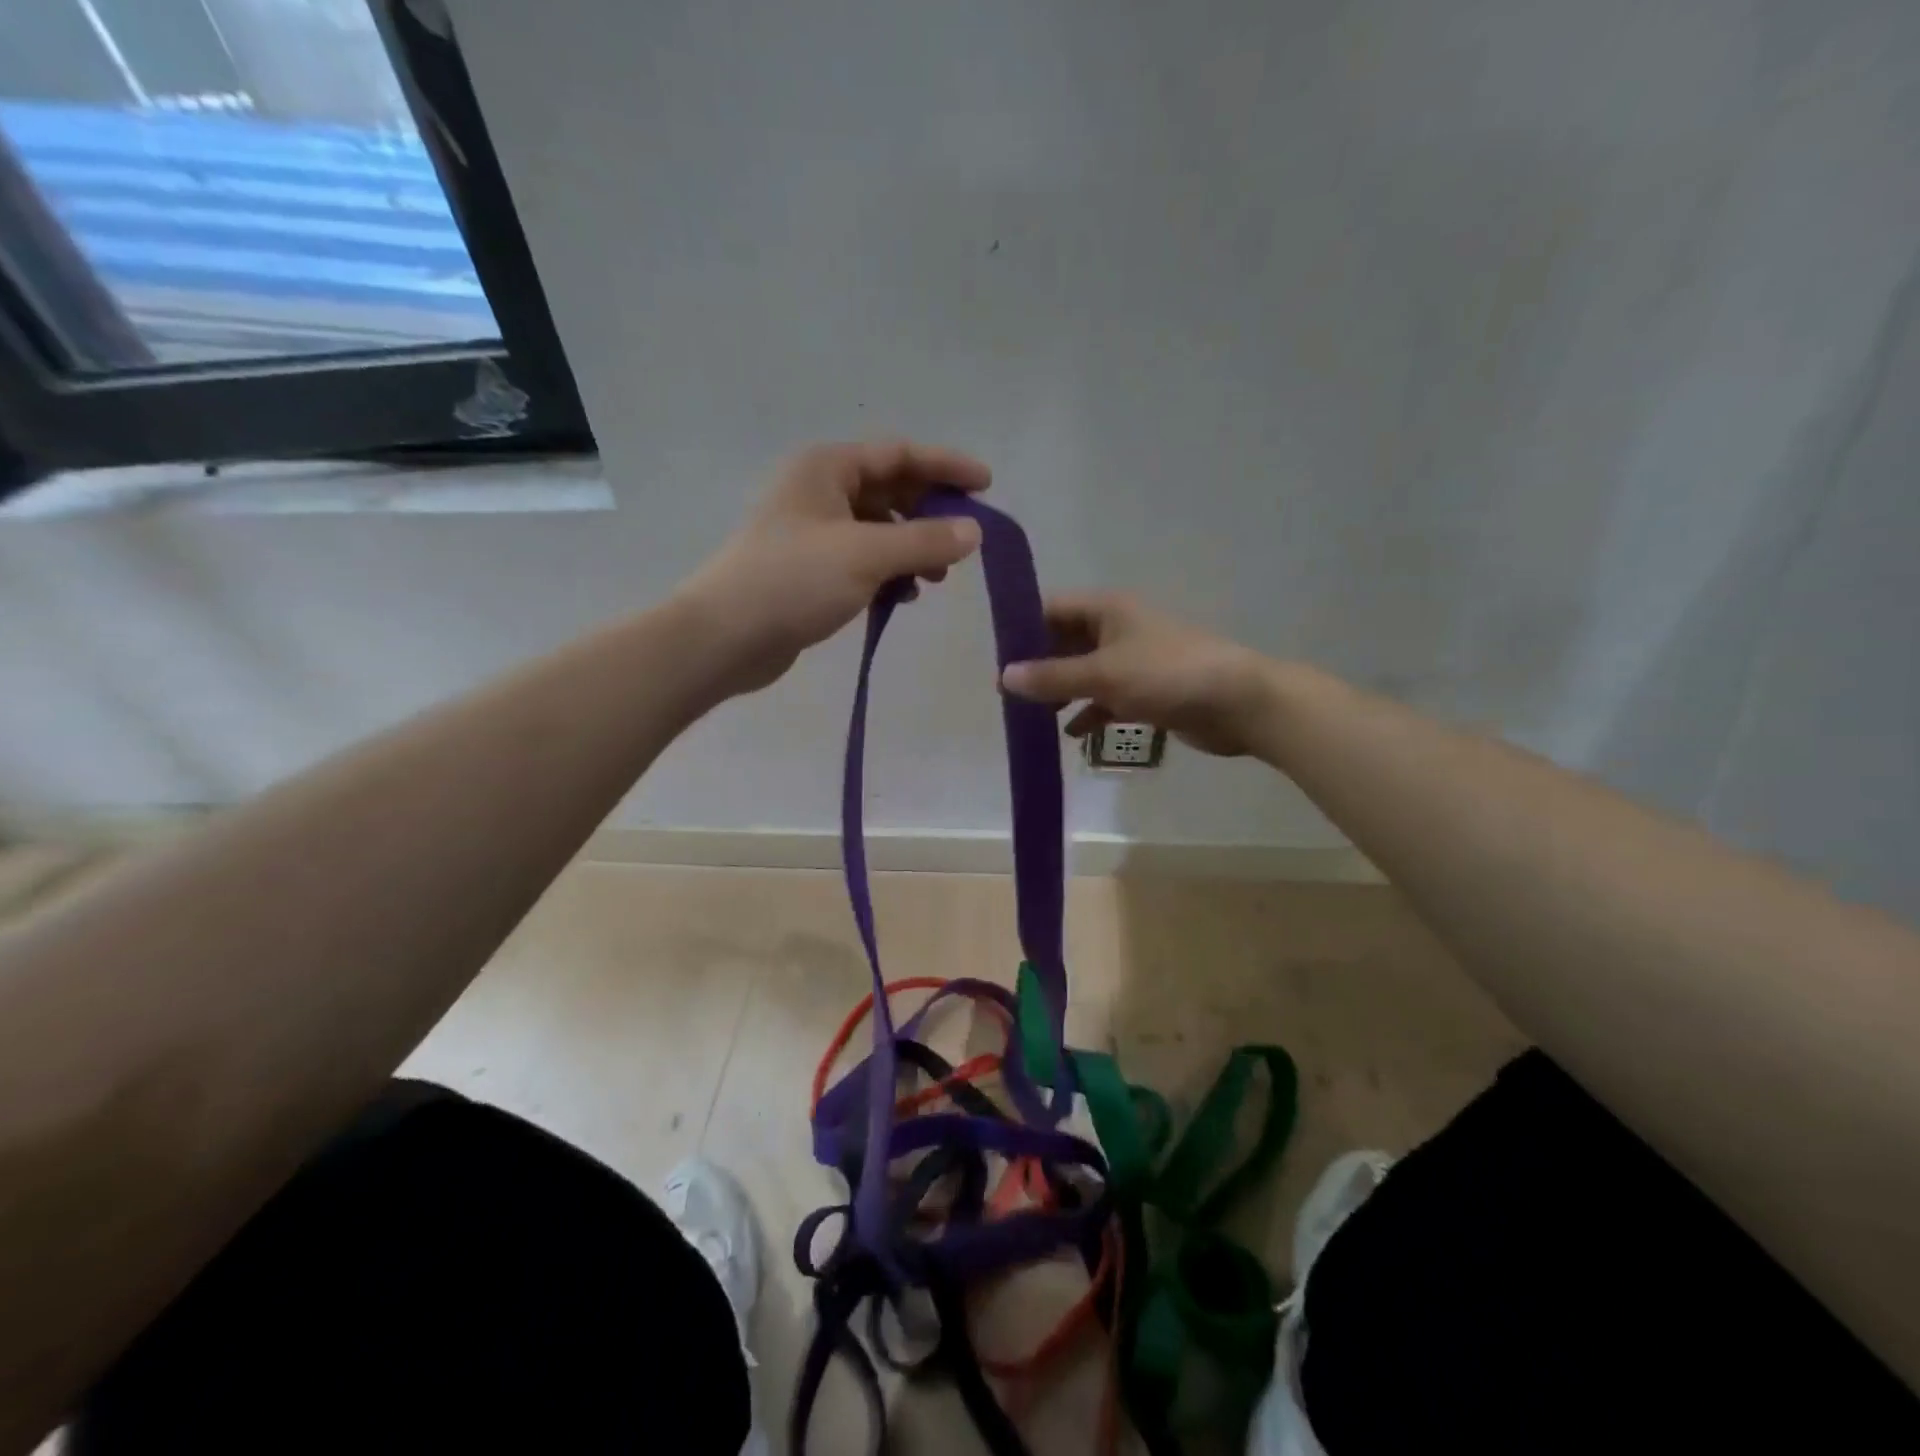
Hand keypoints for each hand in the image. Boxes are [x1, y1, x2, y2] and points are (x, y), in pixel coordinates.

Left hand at [682, 440, 990, 696]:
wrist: (725, 637)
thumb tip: (975, 531)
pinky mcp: (810, 570)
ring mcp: (813, 532)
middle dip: (930, 514)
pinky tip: (902, 597)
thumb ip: (924, 540)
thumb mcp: (866, 555)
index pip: (899, 454)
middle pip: (890, 490)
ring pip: (878, 529)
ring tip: (936, 579)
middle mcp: (819, 491)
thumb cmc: (793, 581)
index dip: (946, 466)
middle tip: (965, 543)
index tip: (987, 485)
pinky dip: (888, 573)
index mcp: (827, 468)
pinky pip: (862, 560)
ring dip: (911, 548)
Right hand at [1001, 594, 1270, 757]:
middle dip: (1039, 667)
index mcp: (1107, 609)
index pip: (1052, 609)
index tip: (997, 660)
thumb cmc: (1167, 675)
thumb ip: (1052, 677)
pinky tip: (1072, 735)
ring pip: (1085, 672)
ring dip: (1062, 693)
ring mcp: (1134, 660)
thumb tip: (1003, 677)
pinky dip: (1090, 713)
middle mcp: (1118, 628)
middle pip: (1066, 642)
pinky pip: (1108, 698)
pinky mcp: (1148, 690)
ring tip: (1032, 718)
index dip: (1023, 631)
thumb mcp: (1103, 675)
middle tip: (1009, 695)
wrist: (1238, 703)